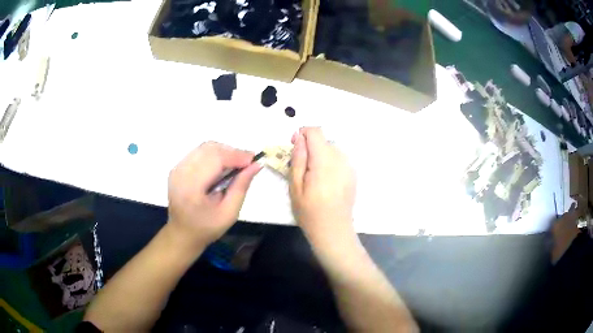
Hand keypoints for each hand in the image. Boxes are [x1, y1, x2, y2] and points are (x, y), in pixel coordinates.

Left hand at [167, 142, 261, 248]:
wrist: (182, 233)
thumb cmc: (207, 228)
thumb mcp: (229, 213)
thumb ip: (241, 186)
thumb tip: (256, 165)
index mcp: (191, 187)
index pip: (215, 159)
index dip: (236, 155)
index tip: (254, 160)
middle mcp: (181, 172)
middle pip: (209, 149)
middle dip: (231, 152)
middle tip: (247, 163)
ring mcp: (177, 168)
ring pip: (204, 148)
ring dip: (223, 152)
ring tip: (236, 164)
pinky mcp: (177, 167)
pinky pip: (198, 153)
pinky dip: (214, 155)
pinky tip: (222, 166)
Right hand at [289, 127, 356, 244]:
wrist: (334, 231)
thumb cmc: (310, 212)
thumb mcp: (296, 187)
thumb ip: (298, 159)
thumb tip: (299, 138)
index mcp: (324, 161)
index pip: (315, 131)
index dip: (302, 134)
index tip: (294, 146)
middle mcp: (341, 159)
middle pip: (323, 140)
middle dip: (310, 146)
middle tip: (301, 166)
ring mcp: (350, 166)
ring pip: (331, 148)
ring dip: (320, 155)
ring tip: (313, 176)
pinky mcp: (353, 174)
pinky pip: (339, 159)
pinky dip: (329, 162)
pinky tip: (325, 181)